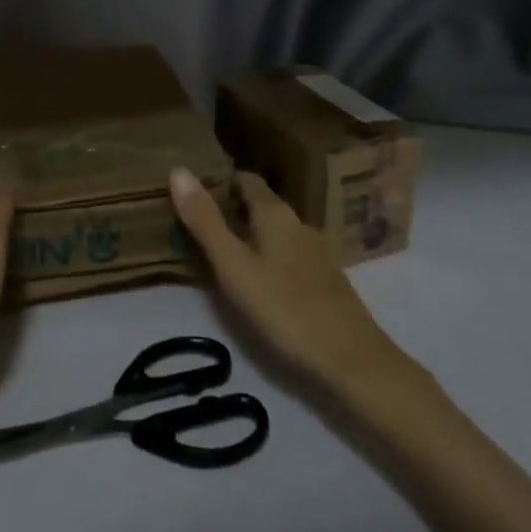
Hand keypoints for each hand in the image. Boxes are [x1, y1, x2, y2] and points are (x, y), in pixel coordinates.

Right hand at [169, 168, 406, 394]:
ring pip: (274, 230)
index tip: (190, 192)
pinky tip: (254, 279)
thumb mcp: (234, 266)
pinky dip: (265, 255)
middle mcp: (298, 223)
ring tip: (218, 252)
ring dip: (247, 234)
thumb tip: (178, 169)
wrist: (352, 361)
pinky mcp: (324, 279)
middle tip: (195, 223)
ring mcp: (315, 251)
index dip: (218, 180)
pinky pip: (286, 253)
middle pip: (260, 203)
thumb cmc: (285, 309)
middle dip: (229, 208)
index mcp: (276, 214)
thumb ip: (205, 221)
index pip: (245, 179)